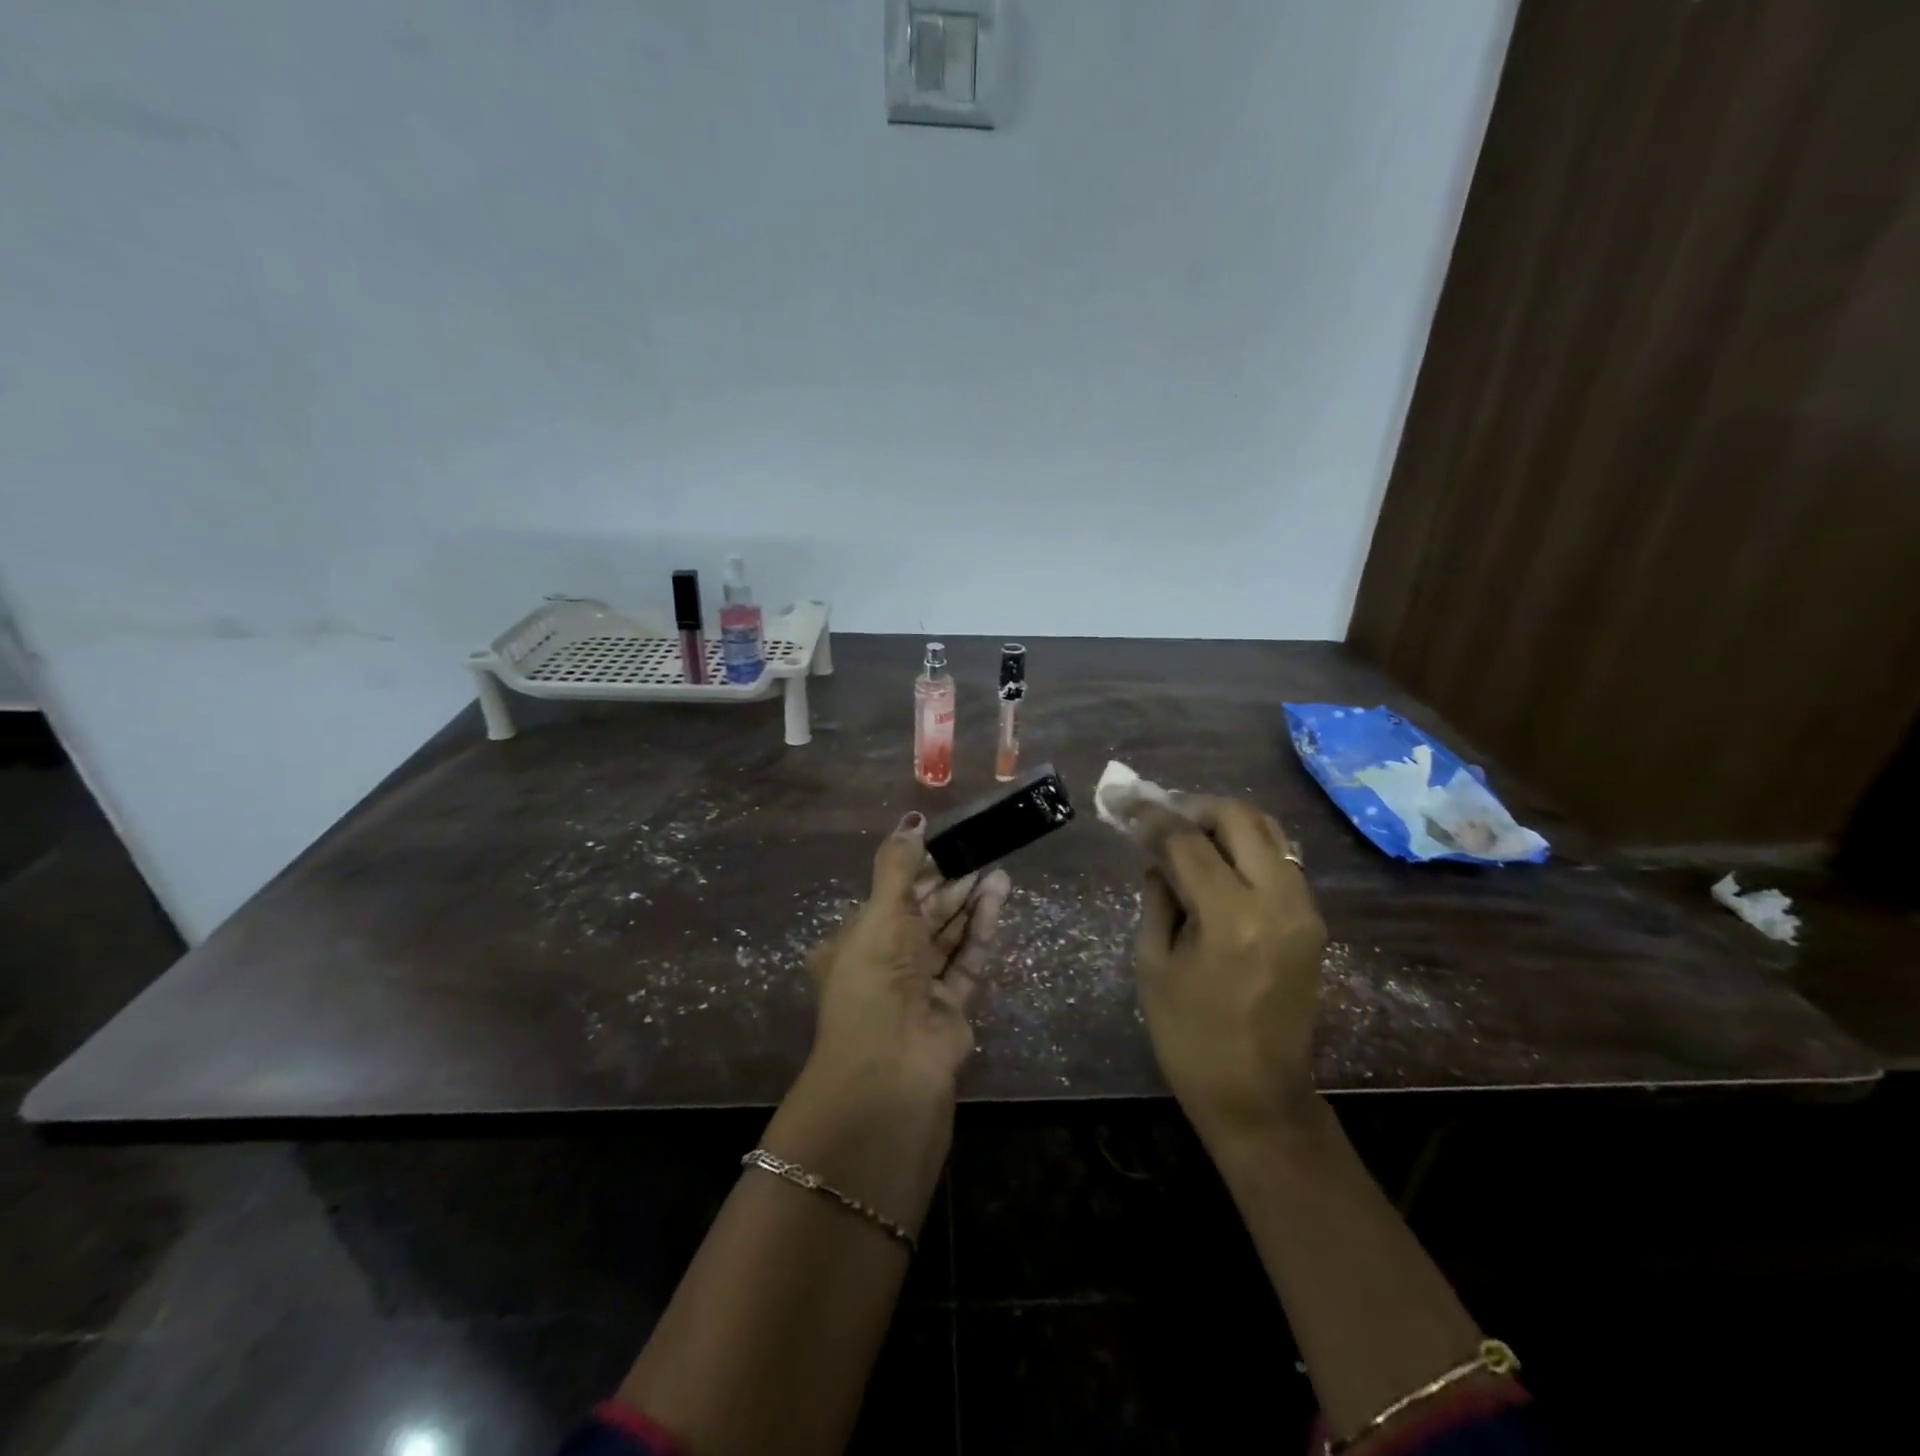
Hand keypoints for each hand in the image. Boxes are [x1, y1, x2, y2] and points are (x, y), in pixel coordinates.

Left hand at [804, 812, 1011, 1106]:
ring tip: (997, 870)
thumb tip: (913, 819)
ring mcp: (918, 988)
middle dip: (949, 884)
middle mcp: (885, 964)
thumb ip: (898, 864)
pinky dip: (980, 929)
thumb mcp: (881, 911)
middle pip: (922, 915)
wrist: (891, 1065)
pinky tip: (997, 897)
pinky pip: (966, 960)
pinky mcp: (950, 1008)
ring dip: (969, 902)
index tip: (944, 844)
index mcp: (855, 942)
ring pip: (948, 936)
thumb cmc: (876, 975)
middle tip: (978, 852)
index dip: (917, 870)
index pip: (890, 896)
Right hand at [1134, 797, 1326, 1142]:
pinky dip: (1247, 848)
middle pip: (1240, 818)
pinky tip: (1217, 862)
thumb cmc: (1191, 1038)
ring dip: (1225, 822)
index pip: (1186, 840)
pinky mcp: (1313, 923)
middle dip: (1194, 806)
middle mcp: (1278, 901)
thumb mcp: (1154, 964)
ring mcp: (1304, 910)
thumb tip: (1158, 858)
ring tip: (1187, 833)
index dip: (1150, 815)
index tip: (1123, 800)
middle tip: (1160, 814)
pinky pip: (1280, 861)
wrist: (1259, 1098)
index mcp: (1231, 917)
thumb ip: (1157, 898)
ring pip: (1269, 832)